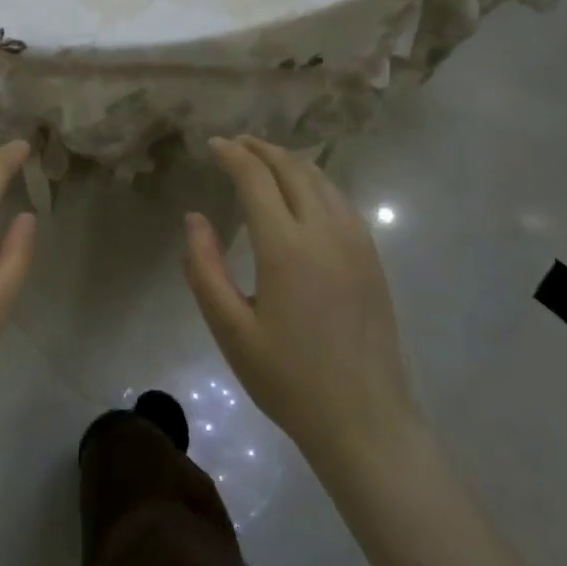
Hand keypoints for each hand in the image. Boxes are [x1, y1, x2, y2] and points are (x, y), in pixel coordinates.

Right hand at [183, 137, 417, 466]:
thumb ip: (204, 268)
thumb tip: (194, 218)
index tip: (212, 145)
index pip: (257, 179)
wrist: (364, 420)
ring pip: (322, 180)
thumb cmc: (288, 379)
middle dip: (261, 149)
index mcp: (286, 247)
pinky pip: (342, 201)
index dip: (233, 155)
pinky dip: (316, 182)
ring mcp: (356, 243)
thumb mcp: (230, 329)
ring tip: (264, 160)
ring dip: (290, 161)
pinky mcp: (372, 258)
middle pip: (293, 169)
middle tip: (235, 144)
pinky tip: (303, 193)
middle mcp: (325, 232)